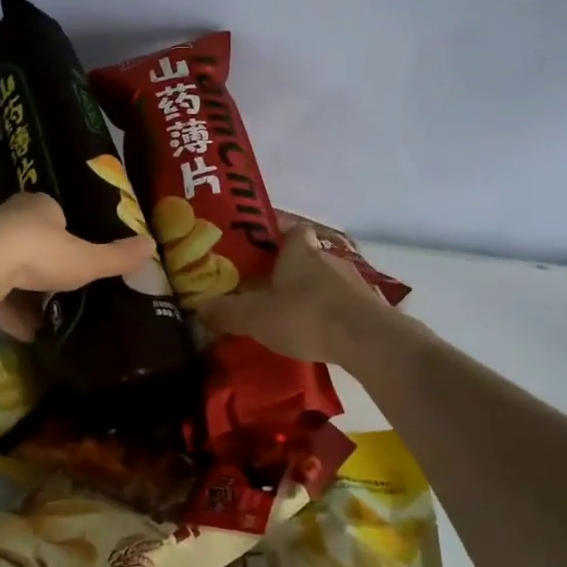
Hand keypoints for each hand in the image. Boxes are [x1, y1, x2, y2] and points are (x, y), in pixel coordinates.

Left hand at [0, 193, 154, 340]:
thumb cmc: (41, 252)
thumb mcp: (86, 259)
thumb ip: (116, 257)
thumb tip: (151, 245)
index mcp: (40, 206)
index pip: (55, 214)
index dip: (66, 233)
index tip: (77, 254)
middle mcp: (10, 217)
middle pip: (30, 239)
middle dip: (45, 264)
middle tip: (62, 286)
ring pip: (9, 266)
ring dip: (25, 291)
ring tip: (44, 318)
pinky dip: (7, 310)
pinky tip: (23, 332)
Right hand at [196, 222, 390, 365]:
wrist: (367, 340)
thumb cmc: (306, 315)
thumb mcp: (256, 317)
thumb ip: (226, 312)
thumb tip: (199, 308)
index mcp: (300, 249)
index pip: (289, 226)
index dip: (273, 229)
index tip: (255, 240)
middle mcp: (328, 257)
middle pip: (305, 252)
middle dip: (285, 264)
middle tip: (261, 281)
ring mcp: (351, 280)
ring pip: (322, 278)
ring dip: (306, 289)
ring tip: (285, 309)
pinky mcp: (367, 306)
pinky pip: (338, 301)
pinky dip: (324, 310)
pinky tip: (312, 329)